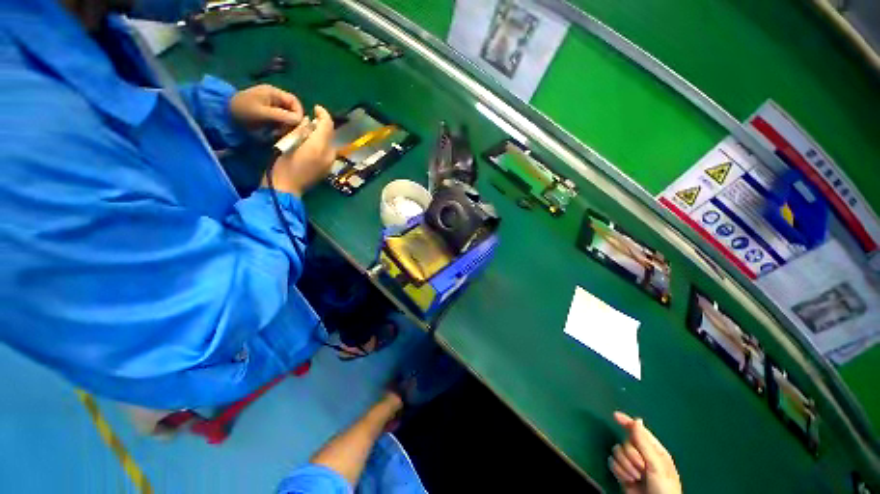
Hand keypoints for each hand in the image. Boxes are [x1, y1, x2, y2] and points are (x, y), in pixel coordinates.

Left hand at [229, 84, 303, 130]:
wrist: (224, 116)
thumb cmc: (243, 112)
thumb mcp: (263, 113)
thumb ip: (282, 116)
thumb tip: (300, 120)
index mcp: (274, 93)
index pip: (294, 102)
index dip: (298, 113)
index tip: (297, 125)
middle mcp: (275, 98)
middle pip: (292, 110)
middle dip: (292, 122)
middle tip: (287, 132)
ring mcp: (272, 106)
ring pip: (288, 117)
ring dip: (287, 127)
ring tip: (279, 133)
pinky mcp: (269, 115)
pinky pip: (281, 121)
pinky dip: (281, 128)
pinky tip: (275, 133)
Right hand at [264, 105, 334, 195]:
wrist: (286, 188)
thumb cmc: (282, 164)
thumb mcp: (288, 142)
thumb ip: (301, 130)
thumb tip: (308, 122)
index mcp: (320, 146)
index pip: (327, 125)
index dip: (323, 114)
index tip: (316, 107)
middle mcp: (329, 155)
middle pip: (330, 135)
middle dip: (322, 126)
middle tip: (310, 121)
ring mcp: (329, 164)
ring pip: (329, 144)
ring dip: (322, 136)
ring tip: (310, 133)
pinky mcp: (326, 170)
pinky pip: (327, 153)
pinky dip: (321, 145)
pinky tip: (311, 145)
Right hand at [609, 411, 681, 493]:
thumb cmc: (664, 488)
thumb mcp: (657, 465)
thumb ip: (645, 443)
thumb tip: (636, 420)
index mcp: (654, 450)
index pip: (638, 431)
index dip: (626, 422)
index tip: (615, 415)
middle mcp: (641, 455)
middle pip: (625, 443)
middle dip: (631, 456)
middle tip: (642, 468)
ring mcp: (631, 464)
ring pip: (617, 452)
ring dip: (625, 465)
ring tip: (636, 477)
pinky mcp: (622, 473)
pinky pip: (612, 463)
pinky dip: (619, 471)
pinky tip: (628, 479)